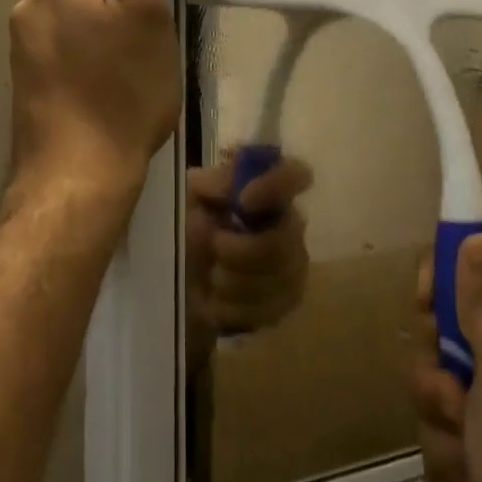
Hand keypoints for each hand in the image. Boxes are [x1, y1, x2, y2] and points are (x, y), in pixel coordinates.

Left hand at [9, 0, 179, 199]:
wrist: (78, 177)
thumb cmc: (123, 88)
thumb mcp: (140, 9)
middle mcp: (27, 7)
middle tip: (142, 24)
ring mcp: (21, 49)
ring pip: (63, 13)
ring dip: (94, 22)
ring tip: (128, 61)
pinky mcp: (26, 85)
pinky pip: (58, 48)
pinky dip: (82, 54)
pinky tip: (106, 88)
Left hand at [185, 151, 313, 364]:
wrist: (184, 281)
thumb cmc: (191, 229)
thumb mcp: (192, 198)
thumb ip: (213, 183)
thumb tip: (231, 183)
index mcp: (268, 190)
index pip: (296, 174)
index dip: (276, 185)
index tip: (243, 200)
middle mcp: (291, 224)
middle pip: (285, 240)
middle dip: (241, 250)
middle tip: (214, 247)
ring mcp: (295, 264)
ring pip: (277, 278)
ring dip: (234, 280)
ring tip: (212, 276)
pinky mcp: (288, 300)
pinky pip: (269, 308)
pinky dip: (235, 306)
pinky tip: (219, 300)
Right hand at [411, 235, 481, 481]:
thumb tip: (477, 236)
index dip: (448, 273)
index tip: (425, 306)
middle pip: (449, 332)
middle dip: (436, 373)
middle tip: (455, 397)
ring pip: (438, 395)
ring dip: (442, 434)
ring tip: (473, 467)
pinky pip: (443, 447)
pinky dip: (453, 476)